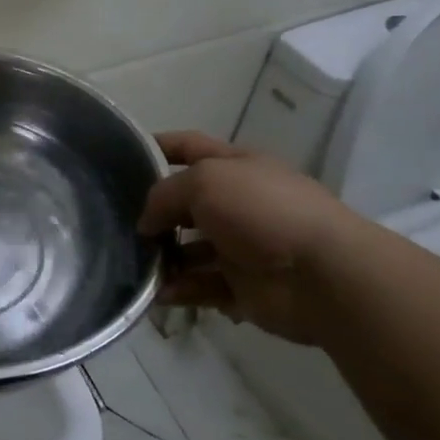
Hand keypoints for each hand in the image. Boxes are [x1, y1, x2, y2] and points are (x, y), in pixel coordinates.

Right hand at [136, 131, 352, 344]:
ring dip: (162, 257)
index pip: (189, 147)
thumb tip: (147, 223)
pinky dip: (179, 289)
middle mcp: (237, 203)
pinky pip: (200, 286)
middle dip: (153, 212)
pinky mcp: (242, 286)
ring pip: (188, 249)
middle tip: (116, 222)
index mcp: (235, 166)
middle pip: (185, 203)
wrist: (323, 275)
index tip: (122, 155)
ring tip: (134, 264)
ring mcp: (240, 246)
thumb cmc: (262, 211)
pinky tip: (159, 293)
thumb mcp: (204, 182)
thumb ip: (164, 195)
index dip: (157, 146)